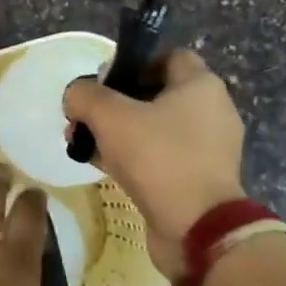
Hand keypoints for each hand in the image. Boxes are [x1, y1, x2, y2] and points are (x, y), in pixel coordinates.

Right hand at [62, 49, 246, 280]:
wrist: (197, 229)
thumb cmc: (158, 158)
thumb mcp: (109, 116)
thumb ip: (84, 95)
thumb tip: (75, 95)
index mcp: (200, 85)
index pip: (166, 56)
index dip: (131, 62)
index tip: (103, 82)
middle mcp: (211, 111)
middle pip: (154, 92)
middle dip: (114, 103)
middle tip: (85, 118)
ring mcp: (207, 148)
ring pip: (154, 127)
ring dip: (118, 132)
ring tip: (85, 145)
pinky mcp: (198, 178)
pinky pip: (160, 155)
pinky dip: (133, 157)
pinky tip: (103, 167)